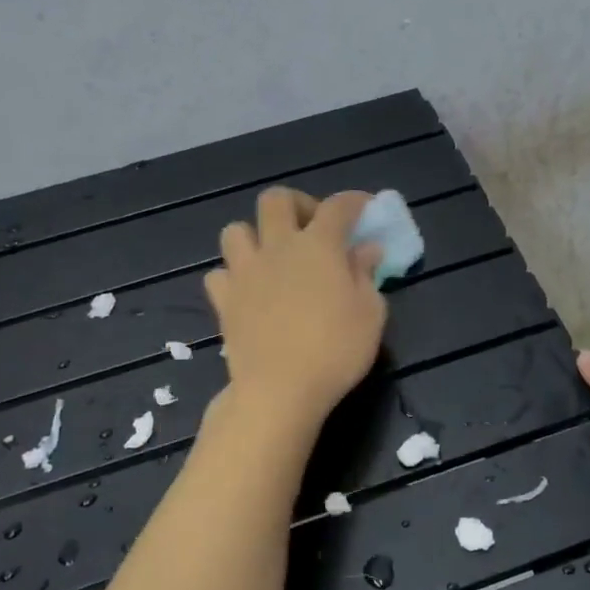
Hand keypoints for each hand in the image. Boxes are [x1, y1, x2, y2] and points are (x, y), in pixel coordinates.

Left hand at [205, 189, 386, 430]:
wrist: (280, 390)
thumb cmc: (335, 351)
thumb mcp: (370, 314)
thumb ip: (366, 275)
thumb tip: (365, 250)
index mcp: (318, 246)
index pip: (338, 207)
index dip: (354, 201)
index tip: (365, 207)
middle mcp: (277, 247)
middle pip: (276, 200)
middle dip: (297, 204)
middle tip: (312, 228)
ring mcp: (245, 272)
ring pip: (236, 230)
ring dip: (256, 235)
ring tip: (273, 257)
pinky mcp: (224, 300)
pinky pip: (219, 273)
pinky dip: (233, 276)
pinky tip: (248, 291)